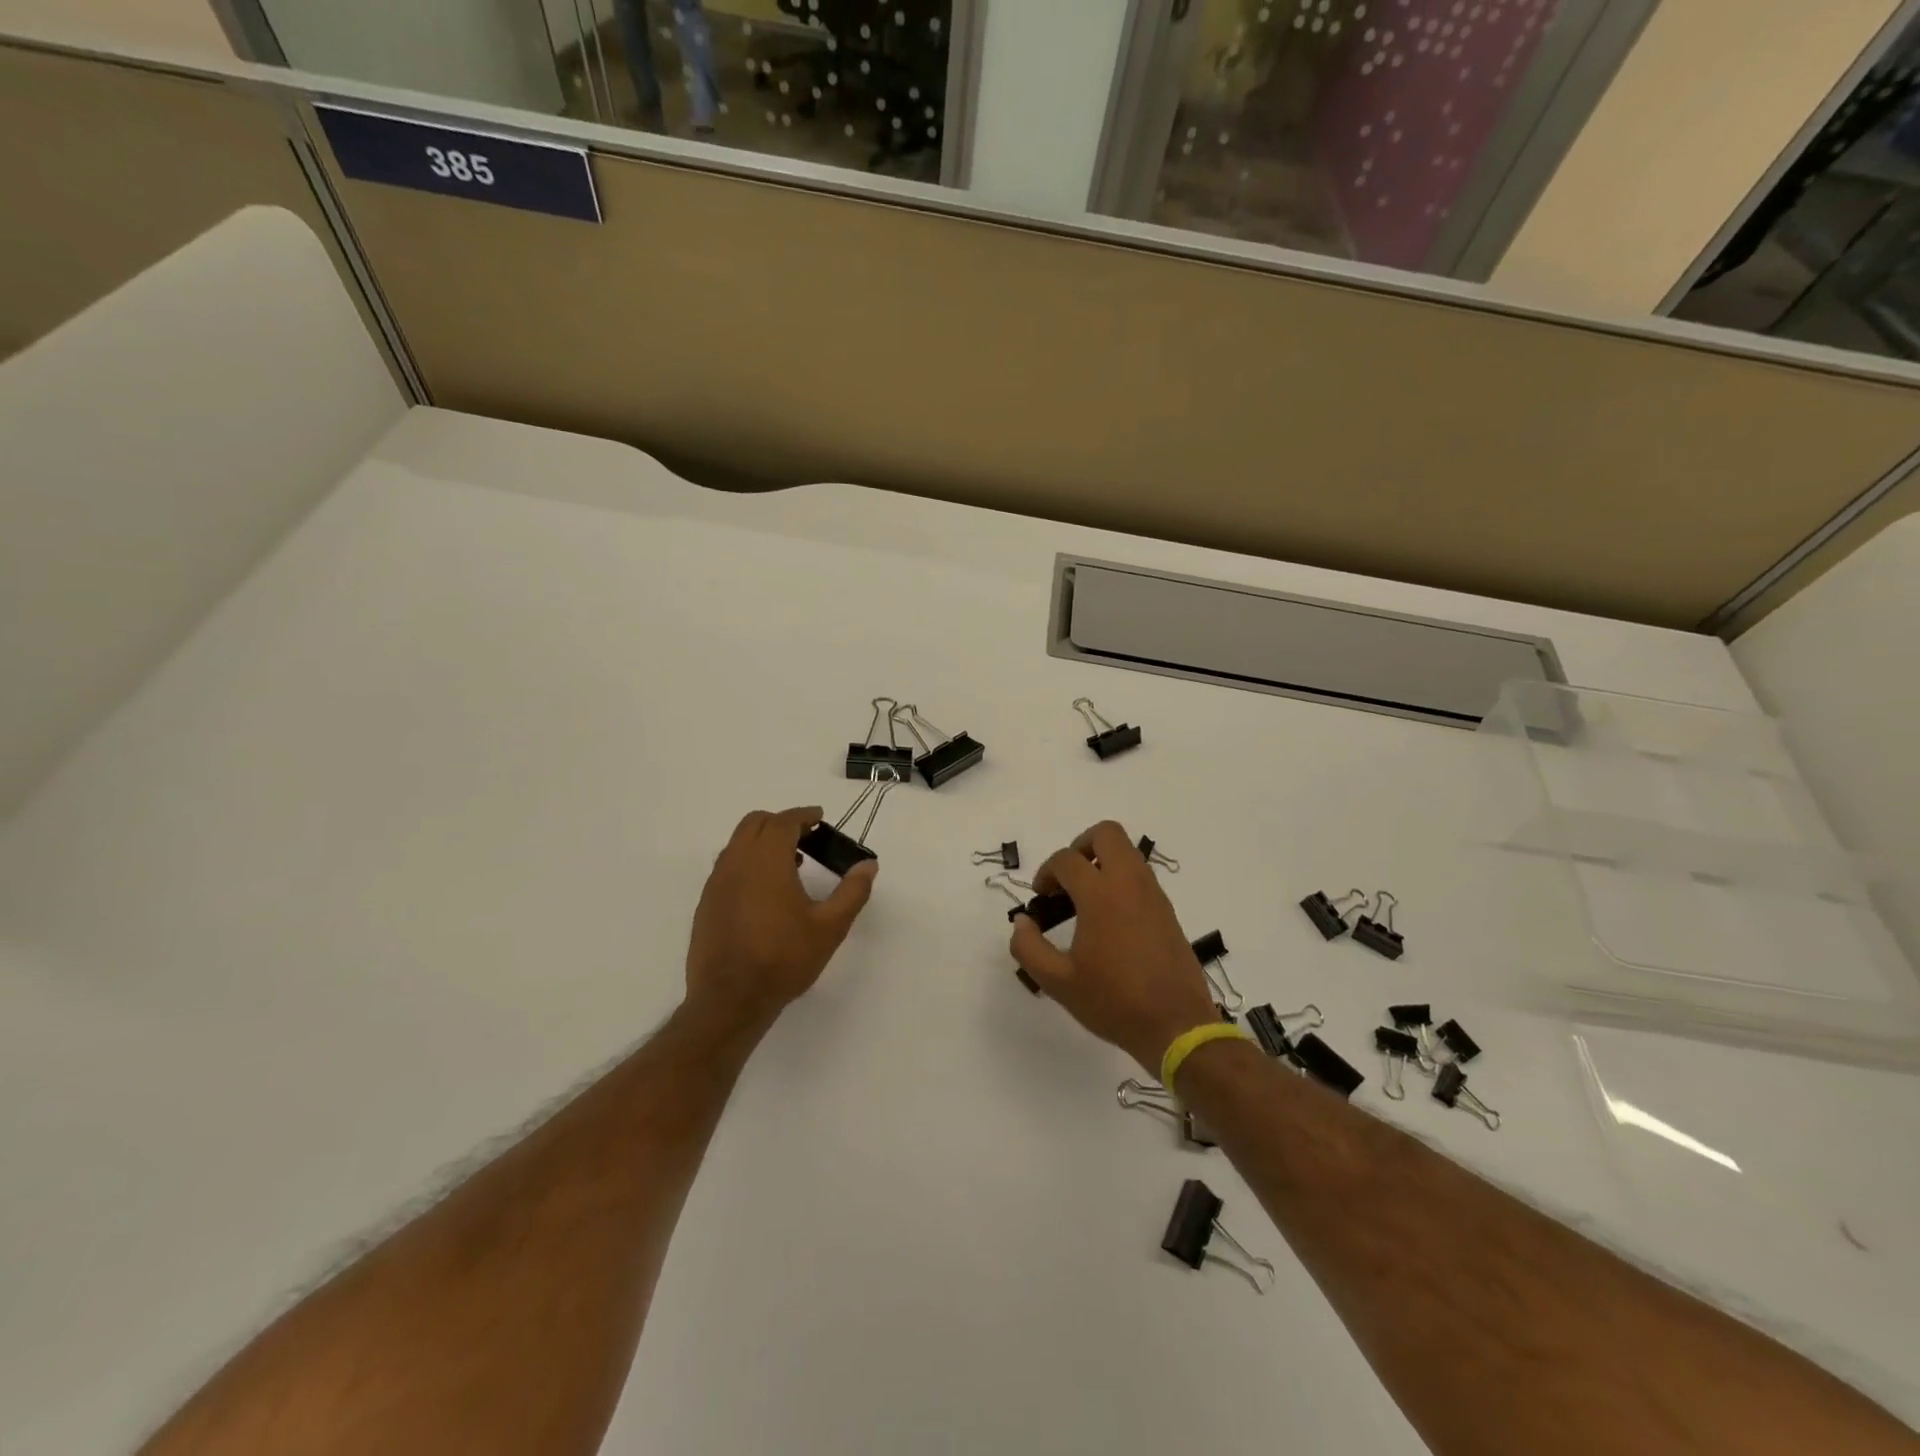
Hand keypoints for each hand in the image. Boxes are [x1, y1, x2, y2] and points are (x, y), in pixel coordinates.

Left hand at [685, 806, 876, 1032]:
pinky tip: (765, 891)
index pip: (783, 821)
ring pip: (738, 843)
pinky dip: (747, 861)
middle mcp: (737, 862)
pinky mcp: (706, 903)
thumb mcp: (830, 927)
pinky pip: (727, 866)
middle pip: (755, 823)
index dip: (803, 816)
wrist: (729, 1000)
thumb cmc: (784, 959)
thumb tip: (868, 865)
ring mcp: (716, 882)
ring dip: (762, 841)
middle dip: (781, 822)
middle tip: (806, 837)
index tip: (819, 819)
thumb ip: (852, 891)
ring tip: (790, 864)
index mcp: (767, 861)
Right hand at [1009, 820, 1219, 1073]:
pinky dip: (1120, 881)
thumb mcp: (1058, 982)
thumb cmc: (1114, 1001)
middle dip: (1080, 846)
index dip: (1046, 873)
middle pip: (1106, 834)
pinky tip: (1109, 919)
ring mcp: (1153, 895)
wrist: (1176, 1026)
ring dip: (1102, 863)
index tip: (1041, 898)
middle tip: (1067, 879)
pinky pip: (1140, 876)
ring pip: (1127, 852)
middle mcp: (1130, 883)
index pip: (1066, 860)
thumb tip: (1022, 922)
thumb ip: (1028, 948)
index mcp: (1101, 895)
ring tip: (1085, 900)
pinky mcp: (1167, 911)